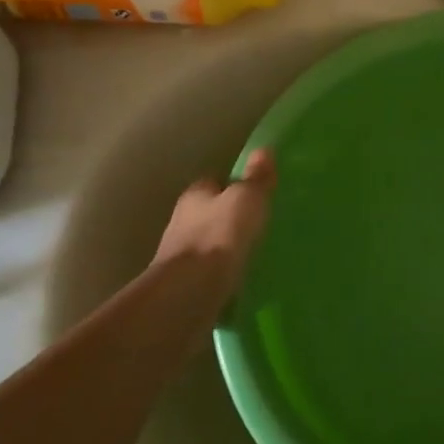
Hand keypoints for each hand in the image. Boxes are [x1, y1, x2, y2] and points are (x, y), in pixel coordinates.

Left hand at [151, 150, 275, 297]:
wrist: (189, 293)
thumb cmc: (219, 236)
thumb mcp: (247, 199)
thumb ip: (256, 178)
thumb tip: (264, 150)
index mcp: (195, 195)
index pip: (213, 182)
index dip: (232, 184)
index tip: (254, 191)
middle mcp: (182, 222)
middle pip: (208, 213)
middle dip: (228, 217)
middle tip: (257, 222)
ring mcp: (180, 256)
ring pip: (208, 244)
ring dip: (224, 247)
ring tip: (252, 252)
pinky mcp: (185, 286)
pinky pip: (208, 273)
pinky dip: (222, 273)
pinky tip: (240, 278)